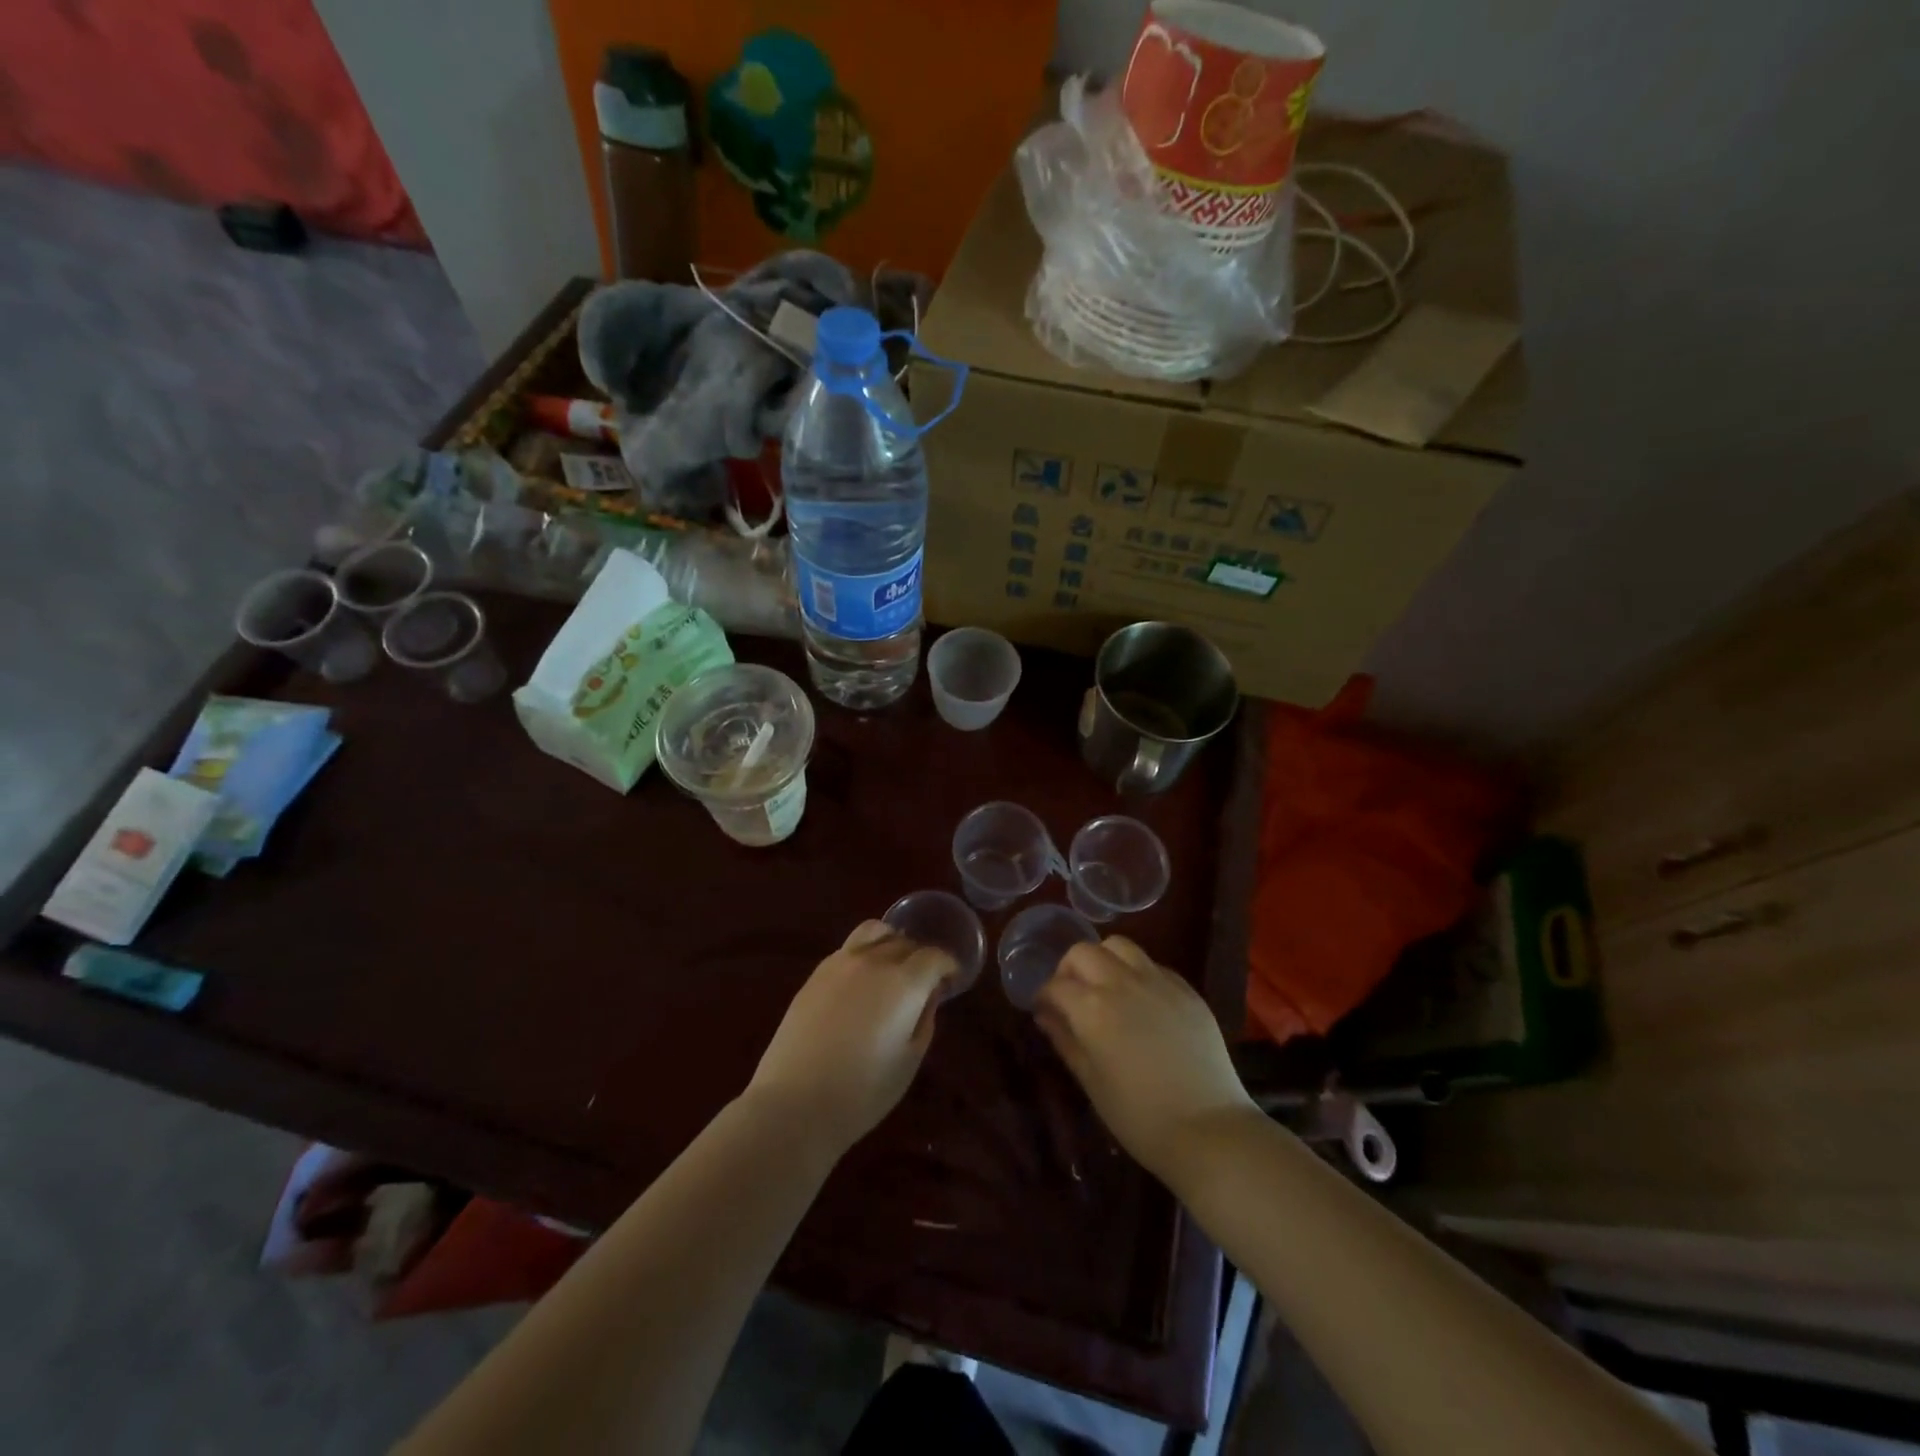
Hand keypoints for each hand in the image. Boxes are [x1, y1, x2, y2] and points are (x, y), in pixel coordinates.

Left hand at [741, 922, 953, 1160]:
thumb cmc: (862, 1092)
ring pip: (874, 932)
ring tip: (892, 967)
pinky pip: (849, 948)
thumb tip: (929, 996)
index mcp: (904, 982)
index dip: (948, 966)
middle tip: (924, 981)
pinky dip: (865, 953)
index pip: (935, 956)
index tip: (951, 981)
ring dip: (891, 943)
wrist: (794, 1103)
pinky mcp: (816, 974)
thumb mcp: (909, 1060)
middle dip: (921, 957)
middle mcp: (874, 961)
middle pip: (906, 942)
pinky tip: (862, 981)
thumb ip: (924, 1019)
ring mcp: (841, 963)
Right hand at [1034, 937, 1254, 1184]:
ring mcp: (1158, 981)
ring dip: (1104, 960)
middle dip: (1070, 969)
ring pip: (1120, 946)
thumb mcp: (1091, 1082)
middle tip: (1072, 996)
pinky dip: (1137, 973)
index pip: (1055, 985)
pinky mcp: (1186, 989)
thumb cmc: (1139, 1116)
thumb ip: (1065, 1040)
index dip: (1044, 996)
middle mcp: (1122, 983)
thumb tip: (1046, 1015)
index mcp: (1092, 1008)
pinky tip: (1142, 1001)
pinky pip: (1153, 965)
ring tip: (1106, 989)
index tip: (1044, 1010)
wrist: (1209, 1130)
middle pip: (1084, 952)